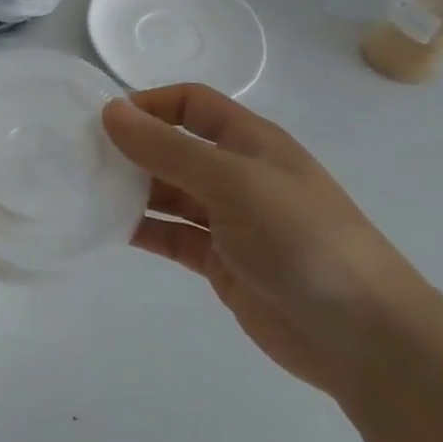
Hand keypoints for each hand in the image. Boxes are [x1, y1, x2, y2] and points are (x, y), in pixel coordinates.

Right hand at [102, 84, 425, 399]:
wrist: (365, 338)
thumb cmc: (304, 241)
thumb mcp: (234, 183)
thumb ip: (169, 149)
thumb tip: (110, 112)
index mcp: (250, 142)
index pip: (190, 103)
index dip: (149, 104)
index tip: (103, 122)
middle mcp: (236, 174)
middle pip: (172, 147)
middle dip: (130, 148)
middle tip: (77, 157)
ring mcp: (227, 219)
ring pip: (165, 192)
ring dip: (129, 189)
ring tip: (82, 191)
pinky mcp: (218, 260)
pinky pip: (169, 234)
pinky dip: (139, 228)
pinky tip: (105, 229)